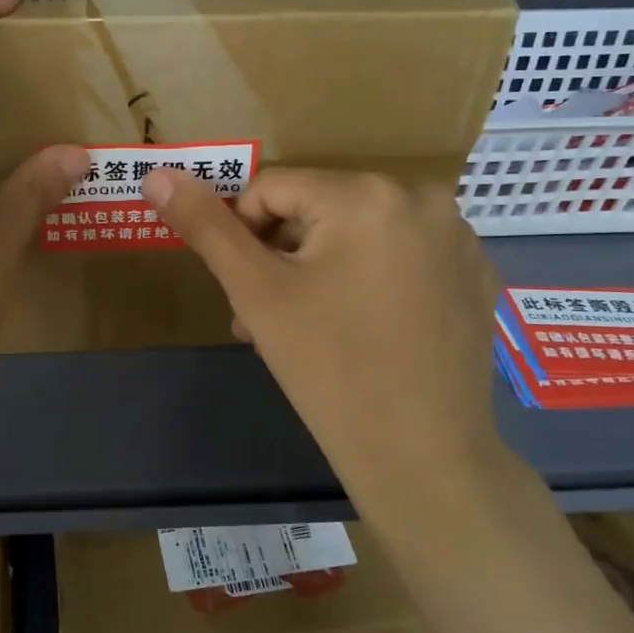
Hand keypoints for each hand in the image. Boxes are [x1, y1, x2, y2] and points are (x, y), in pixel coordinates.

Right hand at [140, 167, 502, 521]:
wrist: (424, 458)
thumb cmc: (329, 368)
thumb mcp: (255, 293)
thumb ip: (205, 226)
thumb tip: (157, 174)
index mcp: (364, 193)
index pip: (271, 189)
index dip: (244, 238)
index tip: (247, 294)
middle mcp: (420, 197)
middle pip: (318, 210)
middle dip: (283, 256)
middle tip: (270, 317)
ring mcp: (457, 236)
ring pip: (358, 234)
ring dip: (322, 269)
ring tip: (307, 329)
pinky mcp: (476, 274)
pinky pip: (402, 256)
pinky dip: (372, 280)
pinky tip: (366, 330)